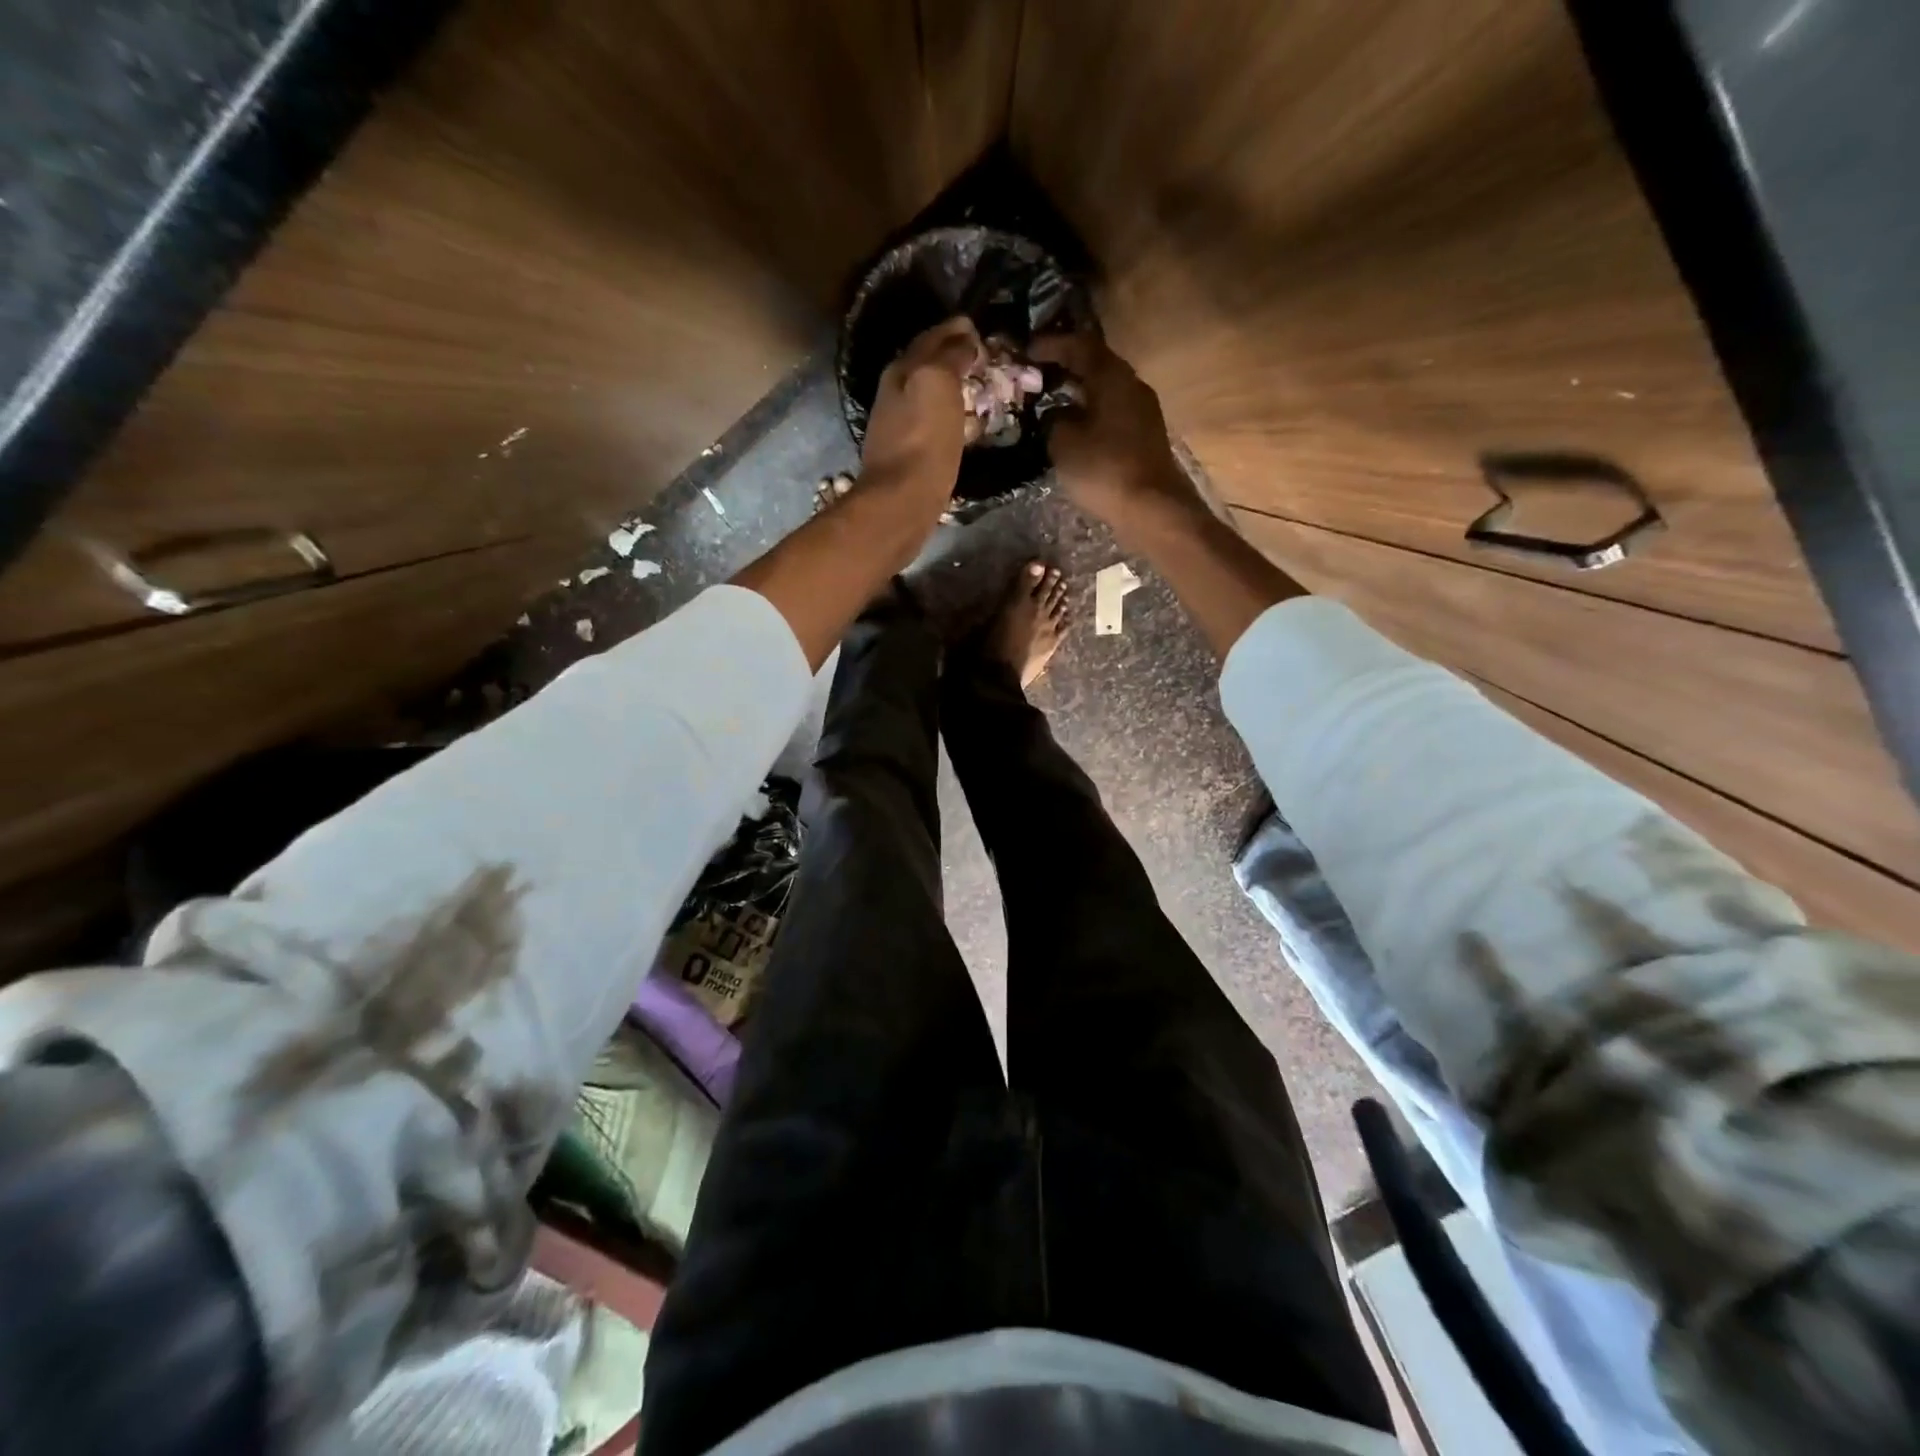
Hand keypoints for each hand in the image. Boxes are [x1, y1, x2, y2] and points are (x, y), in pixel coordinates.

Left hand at [860, 316, 984, 513]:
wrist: (902, 500)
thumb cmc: (923, 439)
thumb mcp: (938, 383)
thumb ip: (950, 356)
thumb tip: (964, 340)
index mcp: (901, 371)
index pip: (930, 338)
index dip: (954, 330)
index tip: (978, 328)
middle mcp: (895, 394)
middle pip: (926, 366)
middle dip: (952, 356)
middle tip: (982, 356)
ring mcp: (899, 427)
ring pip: (928, 395)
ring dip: (951, 387)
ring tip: (977, 386)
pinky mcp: (908, 457)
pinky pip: (932, 424)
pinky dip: (949, 415)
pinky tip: (962, 423)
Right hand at [1030, 331, 1199, 535]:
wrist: (1152, 507)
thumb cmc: (1104, 469)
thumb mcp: (1064, 443)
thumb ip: (1054, 420)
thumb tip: (1056, 414)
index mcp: (1112, 377)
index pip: (1080, 345)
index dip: (1052, 345)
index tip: (1027, 350)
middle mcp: (1131, 385)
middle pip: (1096, 365)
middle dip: (1066, 366)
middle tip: (1038, 374)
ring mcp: (1143, 410)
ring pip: (1105, 389)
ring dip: (1079, 391)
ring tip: (1052, 400)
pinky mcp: (1145, 435)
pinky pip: (1113, 411)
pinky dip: (1091, 411)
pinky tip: (1075, 426)